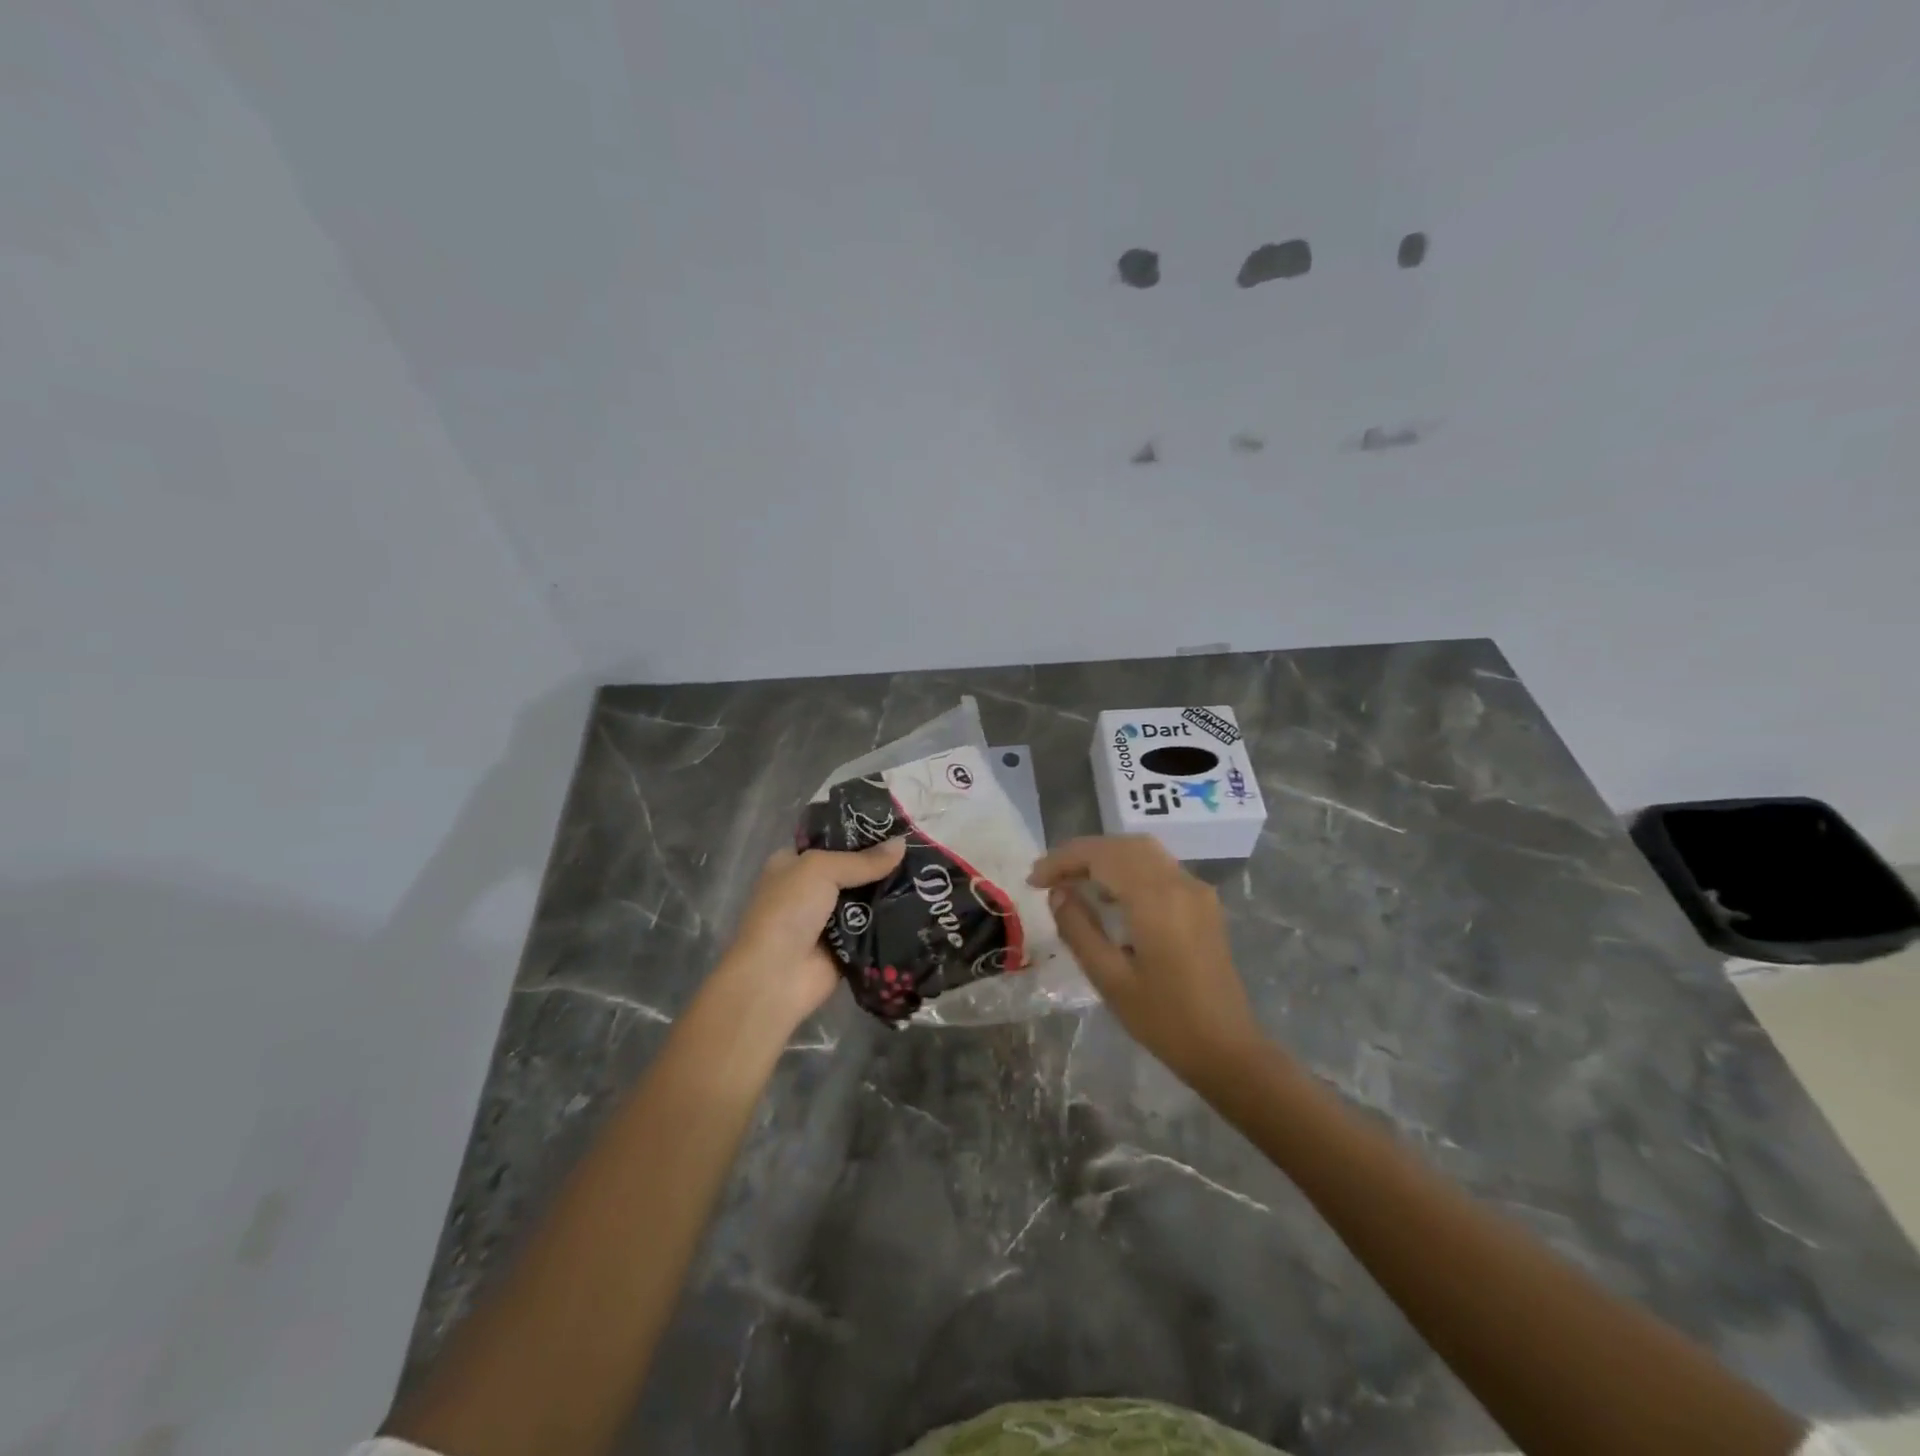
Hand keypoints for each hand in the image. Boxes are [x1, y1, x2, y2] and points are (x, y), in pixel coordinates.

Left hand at [718, 839, 906, 1030]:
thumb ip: (862, 860)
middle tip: (921, 852)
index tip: (898, 827)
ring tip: (930, 877)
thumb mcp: (820, 870)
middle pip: (854, 870)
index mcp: (794, 863)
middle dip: (883, 864)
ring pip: (867, 899)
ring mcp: (829, 919)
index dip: (862, 833)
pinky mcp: (847, 946)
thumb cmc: (789, 911)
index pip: (832, 841)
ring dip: (892, 892)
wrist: (776, 976)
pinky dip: (893, 922)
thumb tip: (903, 844)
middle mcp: (810, 889)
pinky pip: (875, 928)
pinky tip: (924, 908)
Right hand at [1029, 835, 1260, 1082]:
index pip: (1102, 856)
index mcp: (1156, 900)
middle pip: (1123, 845)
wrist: (1228, 1050)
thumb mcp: (1110, 979)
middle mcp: (1179, 883)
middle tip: (1049, 877)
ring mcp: (1196, 890)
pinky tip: (1109, 894)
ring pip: (1143, 851)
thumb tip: (1058, 894)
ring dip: (1105, 858)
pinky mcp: (1203, 903)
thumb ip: (1079, 929)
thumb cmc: (1164, 1021)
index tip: (1034, 880)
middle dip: (1082, 854)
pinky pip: (1159, 867)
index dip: (1063, 860)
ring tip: (1072, 882)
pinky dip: (1127, 868)